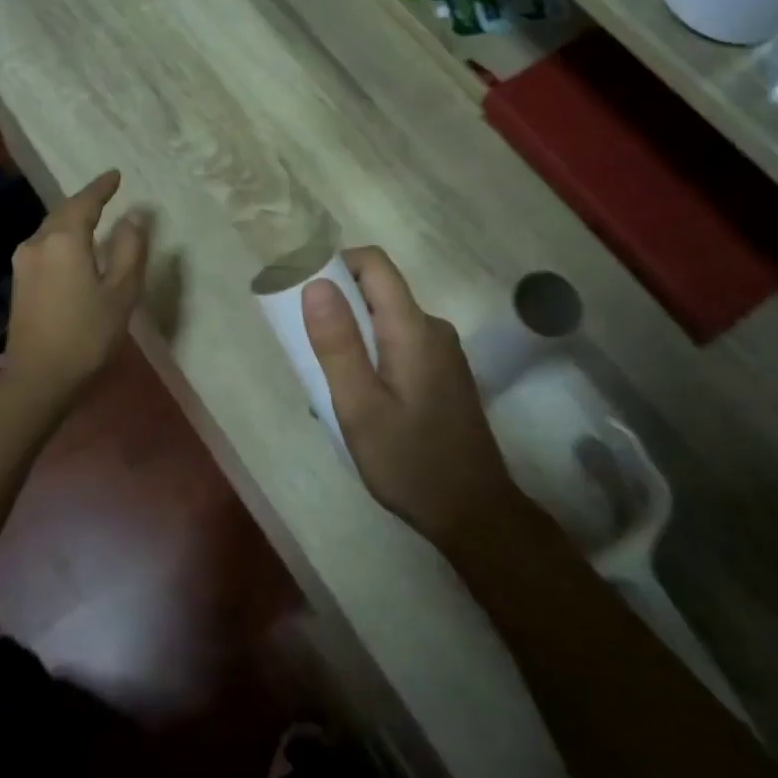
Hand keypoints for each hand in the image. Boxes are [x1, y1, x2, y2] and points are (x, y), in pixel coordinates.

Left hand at [5, 169, 148, 397]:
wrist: (39, 377)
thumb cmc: (87, 334)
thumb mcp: (121, 292)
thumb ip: (129, 249)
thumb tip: (132, 217)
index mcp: (64, 240)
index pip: (84, 202)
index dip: (101, 187)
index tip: (115, 174)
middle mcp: (37, 243)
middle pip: (63, 212)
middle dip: (85, 201)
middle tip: (106, 193)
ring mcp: (23, 262)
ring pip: (51, 229)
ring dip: (72, 220)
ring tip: (93, 217)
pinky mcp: (19, 281)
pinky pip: (44, 246)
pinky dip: (62, 238)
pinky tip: (73, 247)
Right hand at [301, 247, 519, 551]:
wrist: (474, 512)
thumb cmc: (410, 461)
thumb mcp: (360, 407)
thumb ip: (337, 343)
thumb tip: (315, 283)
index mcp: (413, 328)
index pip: (374, 264)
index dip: (334, 265)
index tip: (302, 296)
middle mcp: (433, 329)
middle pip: (378, 292)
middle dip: (337, 311)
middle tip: (309, 355)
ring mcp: (443, 352)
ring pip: (385, 323)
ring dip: (352, 341)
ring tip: (331, 391)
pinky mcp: (444, 374)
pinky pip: (399, 346)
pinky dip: (372, 358)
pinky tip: (362, 404)